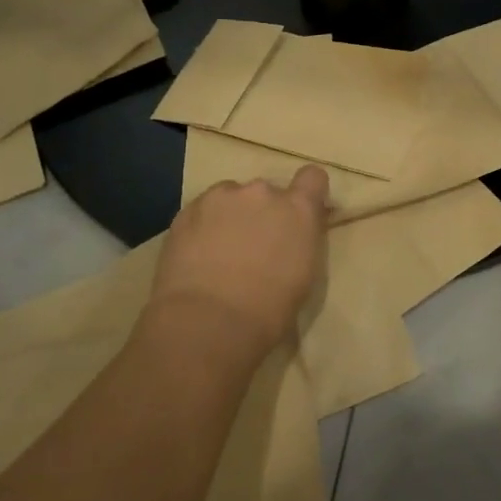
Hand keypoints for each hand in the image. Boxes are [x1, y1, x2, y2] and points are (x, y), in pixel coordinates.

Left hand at [146, 167, 330, 368]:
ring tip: (219, 250)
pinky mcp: (187, 210)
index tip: (298, 213)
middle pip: (267, 192)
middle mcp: (263, 192)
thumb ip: (301, 242)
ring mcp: (222, 197)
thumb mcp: (304, 275)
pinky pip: (202, 210)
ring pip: (231, 198)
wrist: (208, 322)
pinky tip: (196, 255)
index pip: (313, 178)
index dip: (306, 192)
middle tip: (253, 246)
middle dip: (262, 213)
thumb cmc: (269, 311)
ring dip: (231, 215)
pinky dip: (203, 225)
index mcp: (298, 210)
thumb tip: (293, 236)